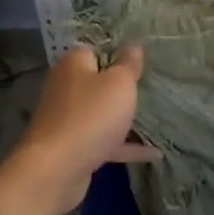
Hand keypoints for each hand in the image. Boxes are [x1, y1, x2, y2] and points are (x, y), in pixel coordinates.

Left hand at [9, 46, 159, 214]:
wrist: (57, 169)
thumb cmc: (91, 116)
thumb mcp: (119, 84)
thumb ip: (128, 64)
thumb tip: (133, 45)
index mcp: (74, 65)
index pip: (96, 51)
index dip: (119, 55)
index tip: (143, 64)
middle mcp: (66, 88)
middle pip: (98, 83)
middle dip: (122, 88)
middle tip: (151, 90)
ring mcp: (68, 120)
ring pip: (100, 113)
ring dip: (123, 118)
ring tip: (156, 120)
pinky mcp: (73, 147)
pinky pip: (104, 141)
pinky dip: (126, 146)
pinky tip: (154, 154)